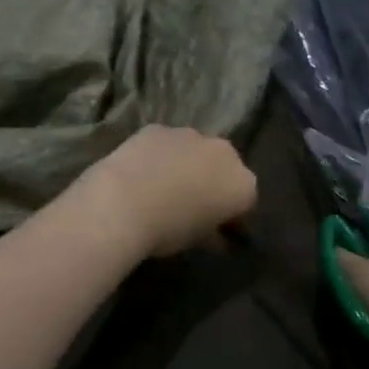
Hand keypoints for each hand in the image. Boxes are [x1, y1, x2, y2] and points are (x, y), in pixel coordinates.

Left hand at [74, 125, 257, 258]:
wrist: (122, 201)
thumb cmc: (168, 230)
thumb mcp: (197, 241)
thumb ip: (213, 234)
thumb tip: (216, 237)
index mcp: (242, 184)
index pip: (245, 200)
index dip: (230, 214)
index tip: (214, 227)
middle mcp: (223, 152)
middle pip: (224, 166)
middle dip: (212, 180)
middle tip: (191, 203)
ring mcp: (191, 135)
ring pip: (195, 150)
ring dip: (186, 163)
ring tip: (162, 185)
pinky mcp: (158, 128)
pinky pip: (166, 143)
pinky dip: (159, 154)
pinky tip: (141, 171)